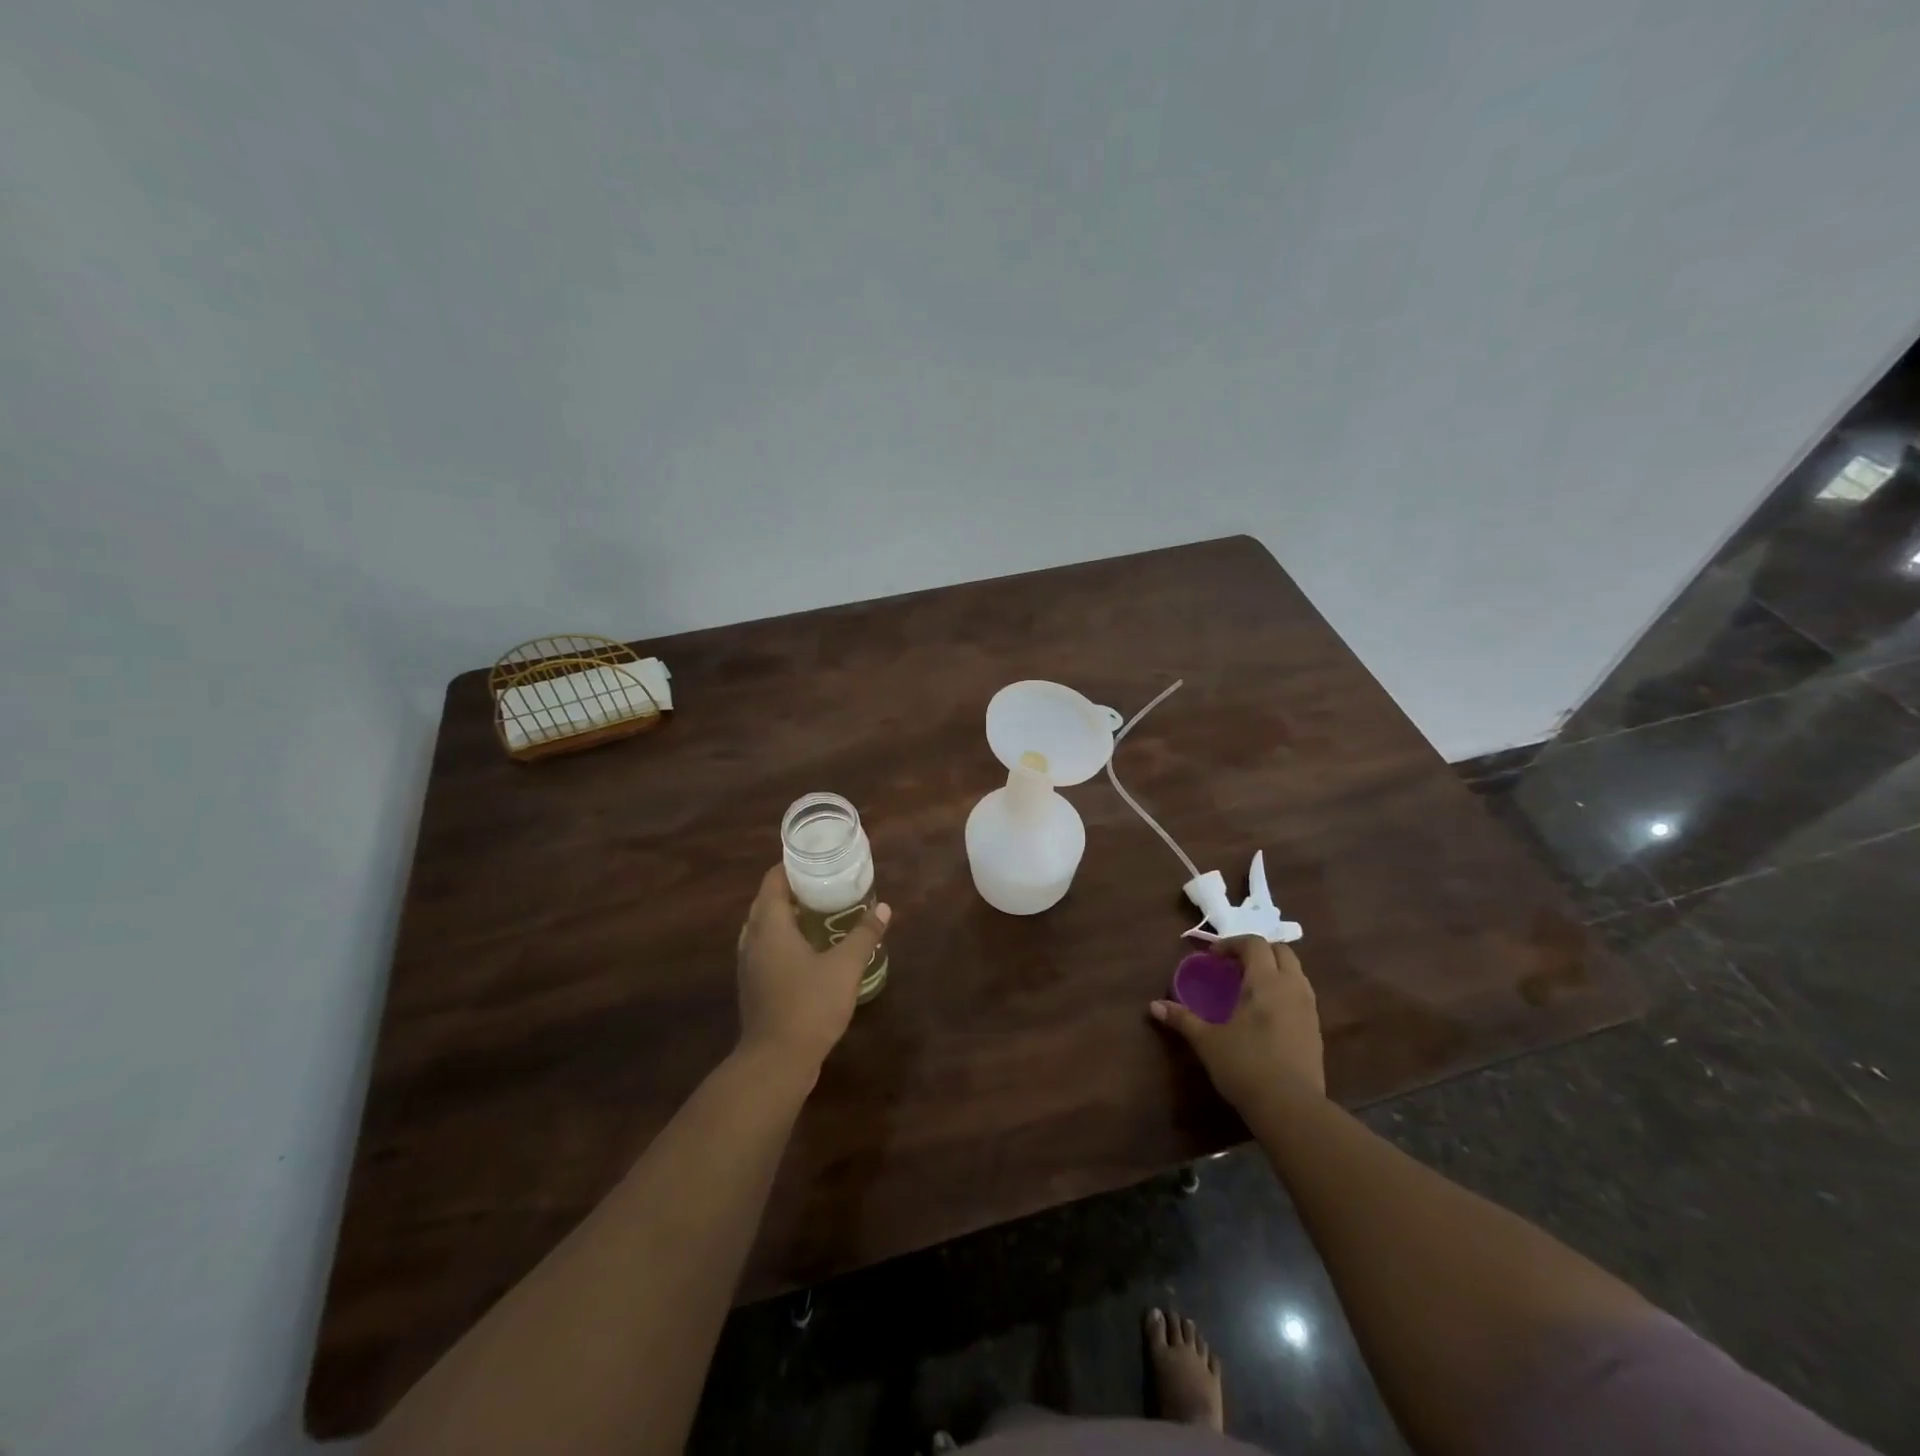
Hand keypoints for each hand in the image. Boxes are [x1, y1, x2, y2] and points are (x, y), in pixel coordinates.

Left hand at [735, 865, 890, 1081]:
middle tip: (825, 882)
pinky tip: (808, 949)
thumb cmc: (809, 1005)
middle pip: (766, 901)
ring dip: (786, 914)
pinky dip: (782, 938)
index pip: (773, 880)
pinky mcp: (753, 985)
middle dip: (792, 888)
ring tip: (818, 911)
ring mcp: (749, 964)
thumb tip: (884, 908)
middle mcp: (753, 939)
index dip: (792, 865)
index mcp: (770, 925)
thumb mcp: (845, 967)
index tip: (817, 859)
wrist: (775, 1062)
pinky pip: (765, 947)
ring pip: (764, 926)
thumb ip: (864, 935)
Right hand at [1150, 937, 1323, 1105]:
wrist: (1292, 1109)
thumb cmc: (1246, 1066)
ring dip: (1274, 969)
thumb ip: (1182, 1019)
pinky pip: (1301, 995)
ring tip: (1251, 986)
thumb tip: (1153, 1006)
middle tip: (1235, 966)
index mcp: (1266, 982)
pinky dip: (1284, 991)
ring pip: (1296, 972)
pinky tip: (1267, 1013)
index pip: (1254, 944)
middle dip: (1258, 951)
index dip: (1232, 944)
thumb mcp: (1208, 1042)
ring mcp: (1309, 1009)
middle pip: (1282, 951)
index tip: (1213, 957)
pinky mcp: (1316, 1031)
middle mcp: (1292, 987)